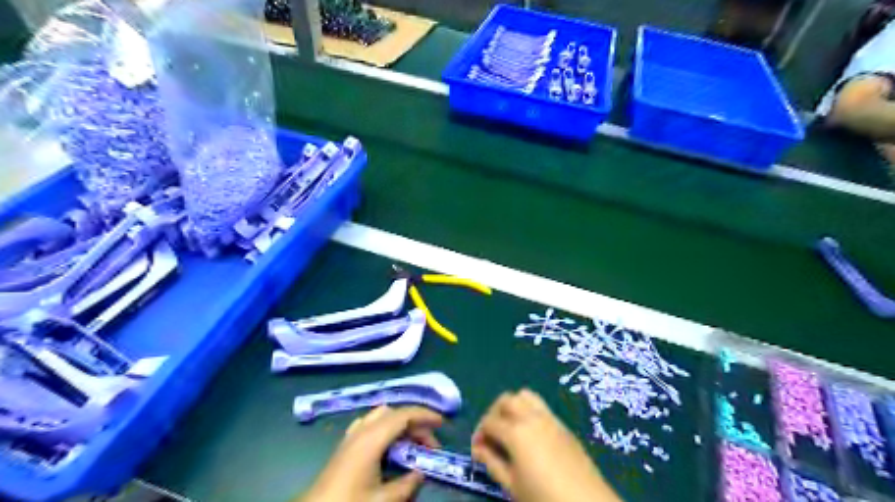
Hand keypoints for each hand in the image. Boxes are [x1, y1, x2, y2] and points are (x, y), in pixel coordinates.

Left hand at [298, 405, 440, 499]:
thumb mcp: (383, 500)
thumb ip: (407, 484)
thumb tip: (421, 472)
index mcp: (373, 438)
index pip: (404, 415)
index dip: (425, 415)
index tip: (442, 423)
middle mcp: (362, 429)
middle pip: (394, 413)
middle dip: (415, 423)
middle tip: (430, 445)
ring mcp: (352, 435)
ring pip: (382, 416)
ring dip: (400, 424)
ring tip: (412, 445)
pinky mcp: (345, 444)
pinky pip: (370, 424)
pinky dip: (386, 428)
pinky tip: (389, 447)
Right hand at [472, 392, 620, 501]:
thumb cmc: (543, 498)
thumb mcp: (512, 486)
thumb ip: (492, 463)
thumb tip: (479, 450)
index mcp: (516, 432)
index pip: (489, 422)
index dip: (479, 434)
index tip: (478, 451)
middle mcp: (531, 417)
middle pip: (505, 400)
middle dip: (493, 413)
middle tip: (491, 435)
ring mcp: (550, 418)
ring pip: (525, 396)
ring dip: (512, 406)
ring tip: (510, 428)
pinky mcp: (563, 425)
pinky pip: (541, 406)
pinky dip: (529, 411)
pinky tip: (530, 434)